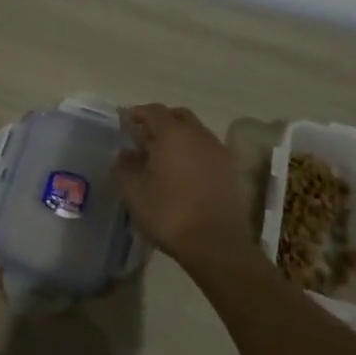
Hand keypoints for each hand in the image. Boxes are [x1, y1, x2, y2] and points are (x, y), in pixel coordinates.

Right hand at [116, 104, 256, 276]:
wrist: (215, 243)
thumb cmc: (168, 212)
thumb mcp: (134, 191)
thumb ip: (125, 167)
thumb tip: (125, 153)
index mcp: (173, 133)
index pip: (154, 111)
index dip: (139, 113)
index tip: (127, 121)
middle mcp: (199, 135)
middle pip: (179, 116)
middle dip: (162, 121)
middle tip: (146, 136)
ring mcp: (218, 152)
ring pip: (197, 133)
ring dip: (180, 137)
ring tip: (165, 156)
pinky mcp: (231, 171)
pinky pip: (209, 151)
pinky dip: (195, 153)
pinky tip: (185, 173)